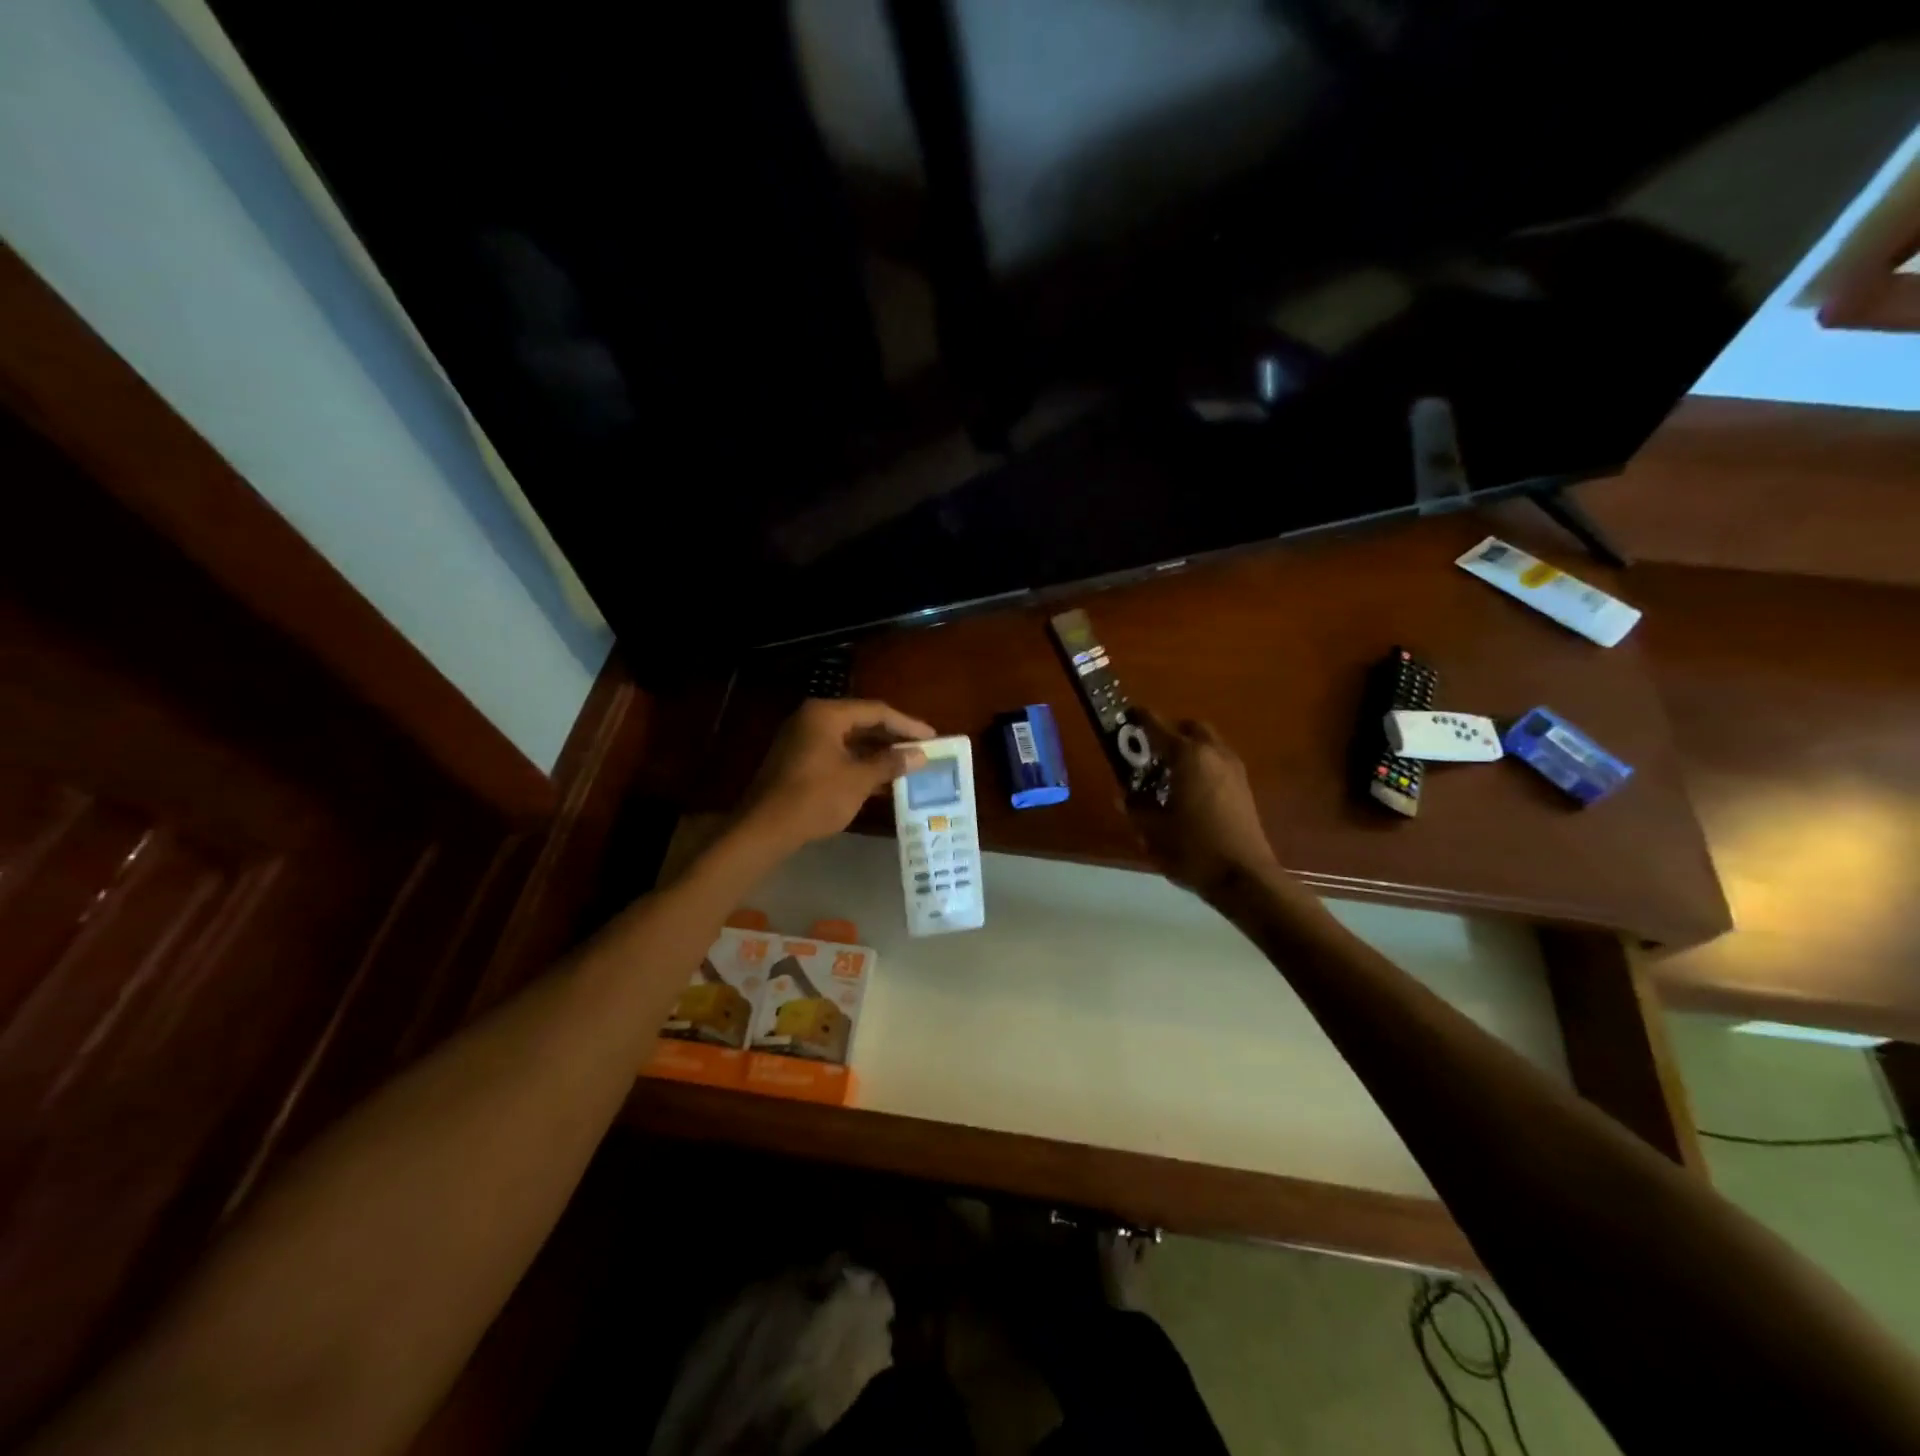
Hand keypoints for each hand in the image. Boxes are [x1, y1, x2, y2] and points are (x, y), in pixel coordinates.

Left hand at [742, 699, 934, 851]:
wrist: (764, 829)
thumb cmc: (814, 798)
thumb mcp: (858, 780)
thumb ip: (890, 763)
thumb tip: (920, 755)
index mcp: (826, 714)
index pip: (876, 711)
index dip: (907, 725)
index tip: (932, 738)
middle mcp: (812, 719)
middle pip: (862, 722)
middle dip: (893, 739)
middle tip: (922, 751)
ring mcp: (802, 740)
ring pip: (850, 741)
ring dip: (878, 754)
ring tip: (908, 767)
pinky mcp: (798, 761)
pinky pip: (837, 755)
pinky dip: (859, 765)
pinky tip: (882, 781)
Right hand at [1128, 713, 1278, 896]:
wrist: (1244, 877)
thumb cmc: (1192, 849)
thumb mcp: (1153, 830)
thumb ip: (1136, 808)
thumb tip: (1125, 796)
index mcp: (1188, 757)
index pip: (1158, 727)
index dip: (1141, 719)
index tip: (1127, 714)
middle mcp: (1214, 754)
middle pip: (1191, 728)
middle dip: (1171, 732)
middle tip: (1151, 750)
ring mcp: (1234, 770)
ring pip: (1209, 745)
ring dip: (1189, 750)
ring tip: (1169, 774)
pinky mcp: (1245, 788)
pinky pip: (1219, 763)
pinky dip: (1203, 766)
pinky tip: (1190, 792)